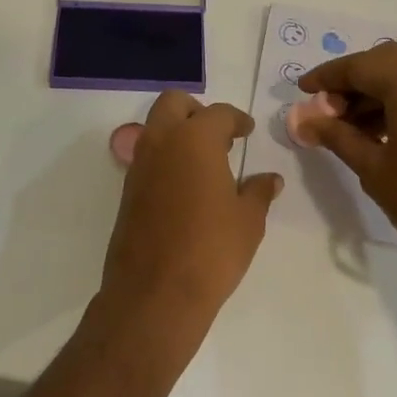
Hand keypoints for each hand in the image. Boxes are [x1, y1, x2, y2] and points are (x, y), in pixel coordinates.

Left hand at [99, 92, 282, 326]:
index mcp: (194, 140)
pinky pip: (147, 159)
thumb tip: (269, 179)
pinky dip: (166, 159)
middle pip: (173, 104)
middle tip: (219, 136)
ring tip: (206, 163)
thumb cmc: (212, 250)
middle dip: (197, 111)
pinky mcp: (127, 192)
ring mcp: (138, 167)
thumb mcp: (248, 221)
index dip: (237, 119)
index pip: (218, 113)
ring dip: (178, 134)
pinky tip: (186, 187)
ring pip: (154, 129)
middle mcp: (161, 143)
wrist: (156, 293)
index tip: (247, 131)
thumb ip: (259, 192)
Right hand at [297, 43, 396, 250]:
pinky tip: (380, 131)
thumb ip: (336, 136)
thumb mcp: (373, 167)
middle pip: (385, 62)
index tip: (302, 91)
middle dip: (352, 81)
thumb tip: (302, 120)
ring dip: (375, 92)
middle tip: (326, 110)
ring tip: (348, 126)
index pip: (359, 65)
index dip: (327, 77)